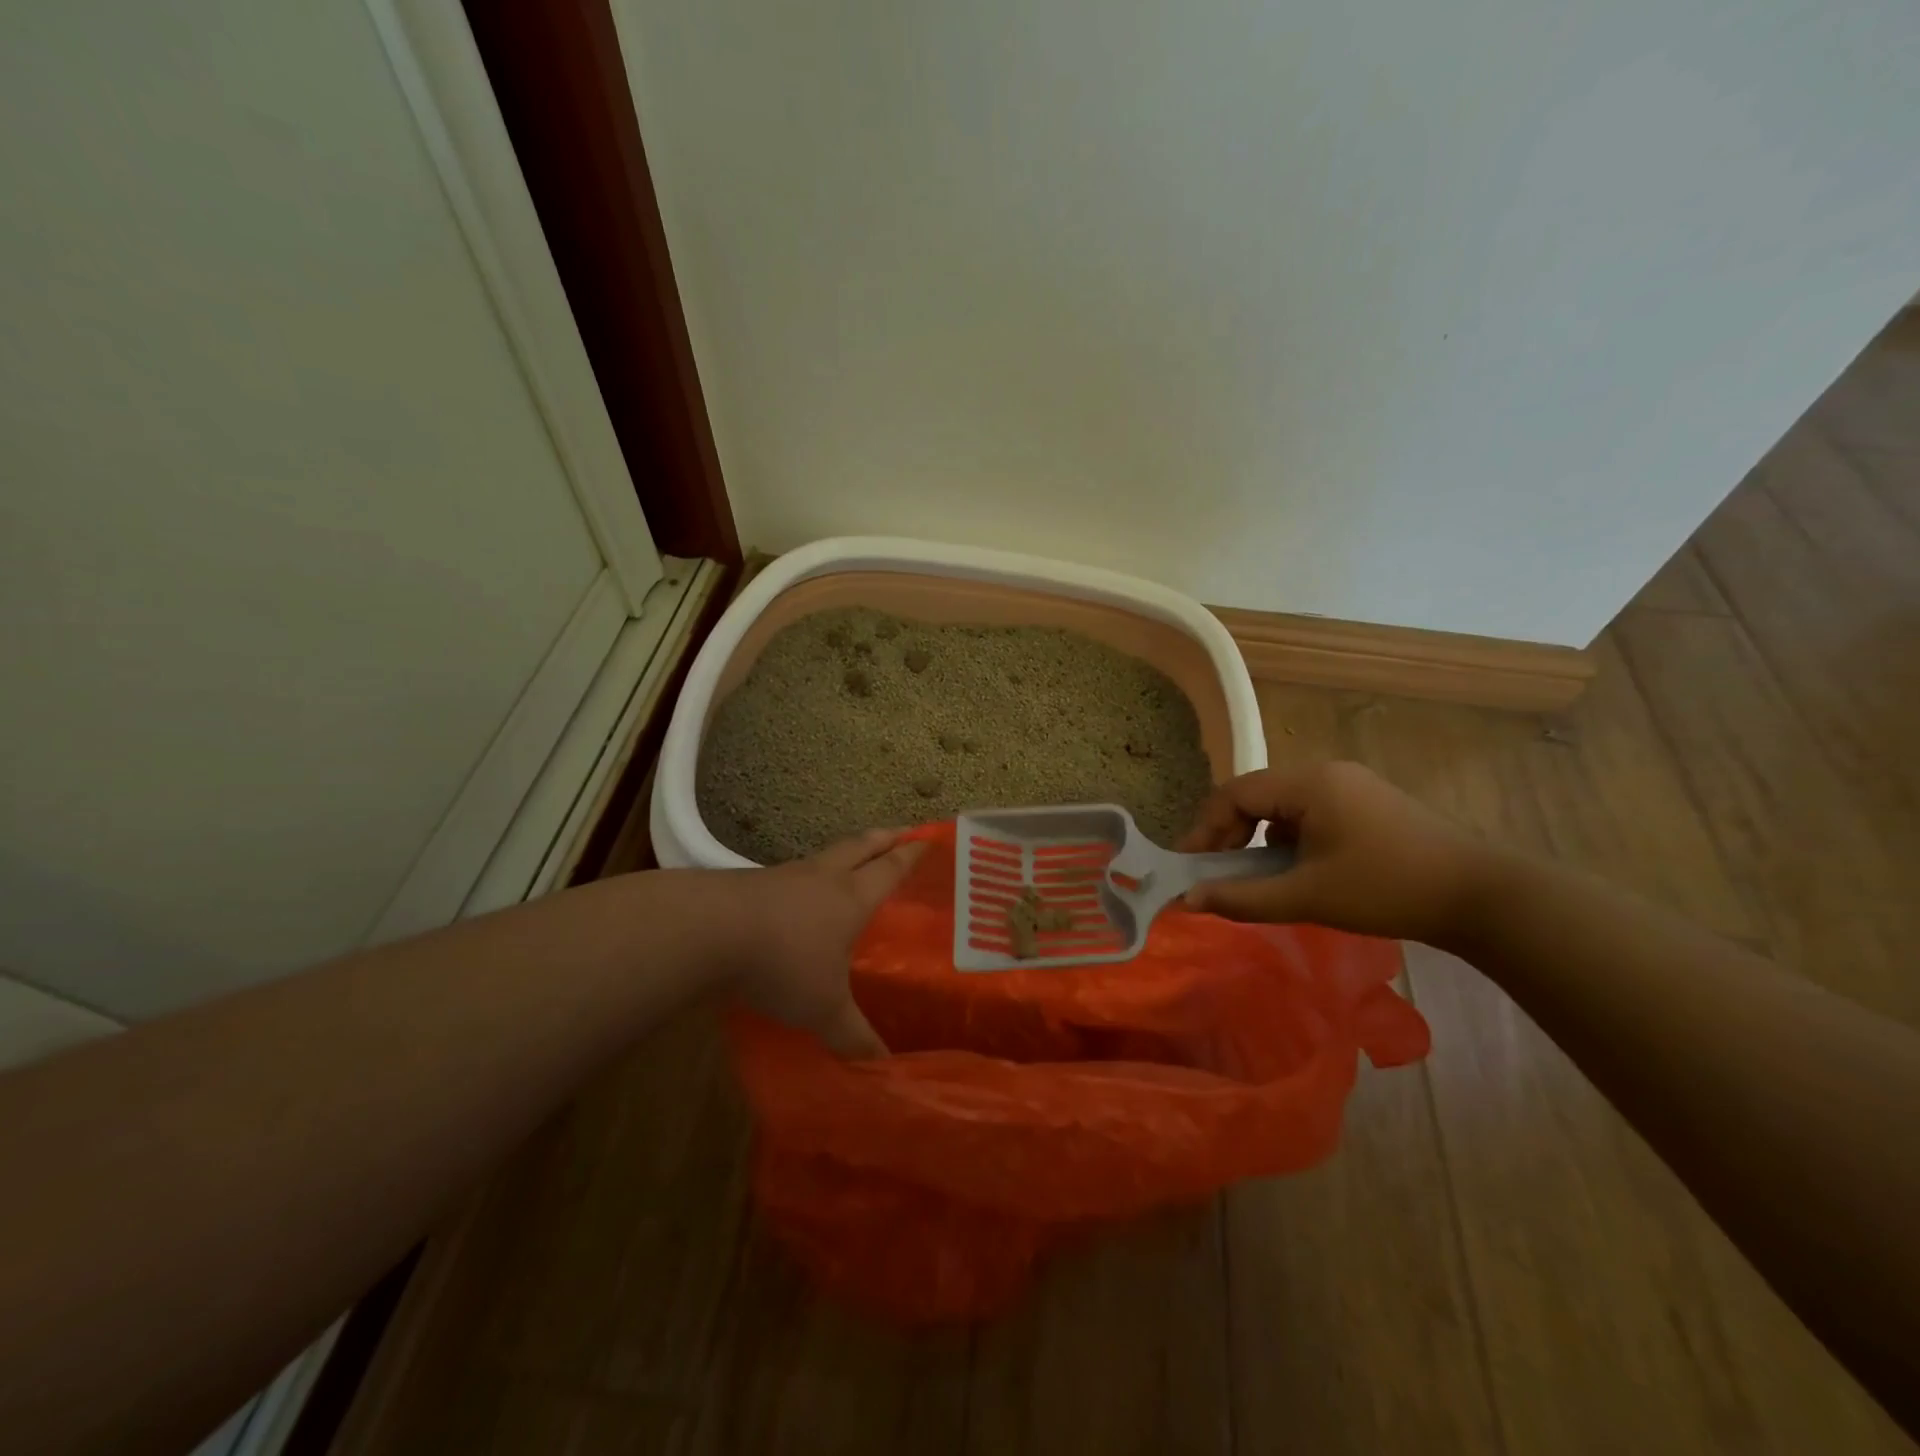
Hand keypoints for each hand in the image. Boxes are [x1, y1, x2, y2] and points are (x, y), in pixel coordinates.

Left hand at [725, 829, 922, 1057]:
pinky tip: (798, 893)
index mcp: (852, 897)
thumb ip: (853, 1035)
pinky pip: (790, 875)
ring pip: (824, 857)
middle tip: (899, 832)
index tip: (927, 839)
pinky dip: (804, 877)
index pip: (890, 869)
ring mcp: (785, 876)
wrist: (709, 931)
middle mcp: (823, 877)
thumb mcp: (824, 1008)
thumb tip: (883, 1067)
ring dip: (843, 854)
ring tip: (851, 861)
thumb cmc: (784, 962)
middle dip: (883, 839)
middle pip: (860, 847)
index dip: (910, 855)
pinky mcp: (751, 884)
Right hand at [1178, 761, 1490, 943]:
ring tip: (1257, 875)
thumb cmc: (1387, 890)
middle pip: (1256, 795)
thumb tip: (1187, 901)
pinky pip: (1310, 811)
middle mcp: (1325, 772)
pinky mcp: (1368, 803)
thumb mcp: (1307, 897)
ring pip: (1282, 804)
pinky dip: (1290, 837)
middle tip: (1218, 873)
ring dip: (1260, 836)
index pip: (1234, 794)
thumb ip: (1242, 897)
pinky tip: (1299, 869)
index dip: (1205, 829)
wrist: (1483, 897)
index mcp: (1308, 783)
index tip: (1190, 867)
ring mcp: (1351, 785)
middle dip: (1230, 833)